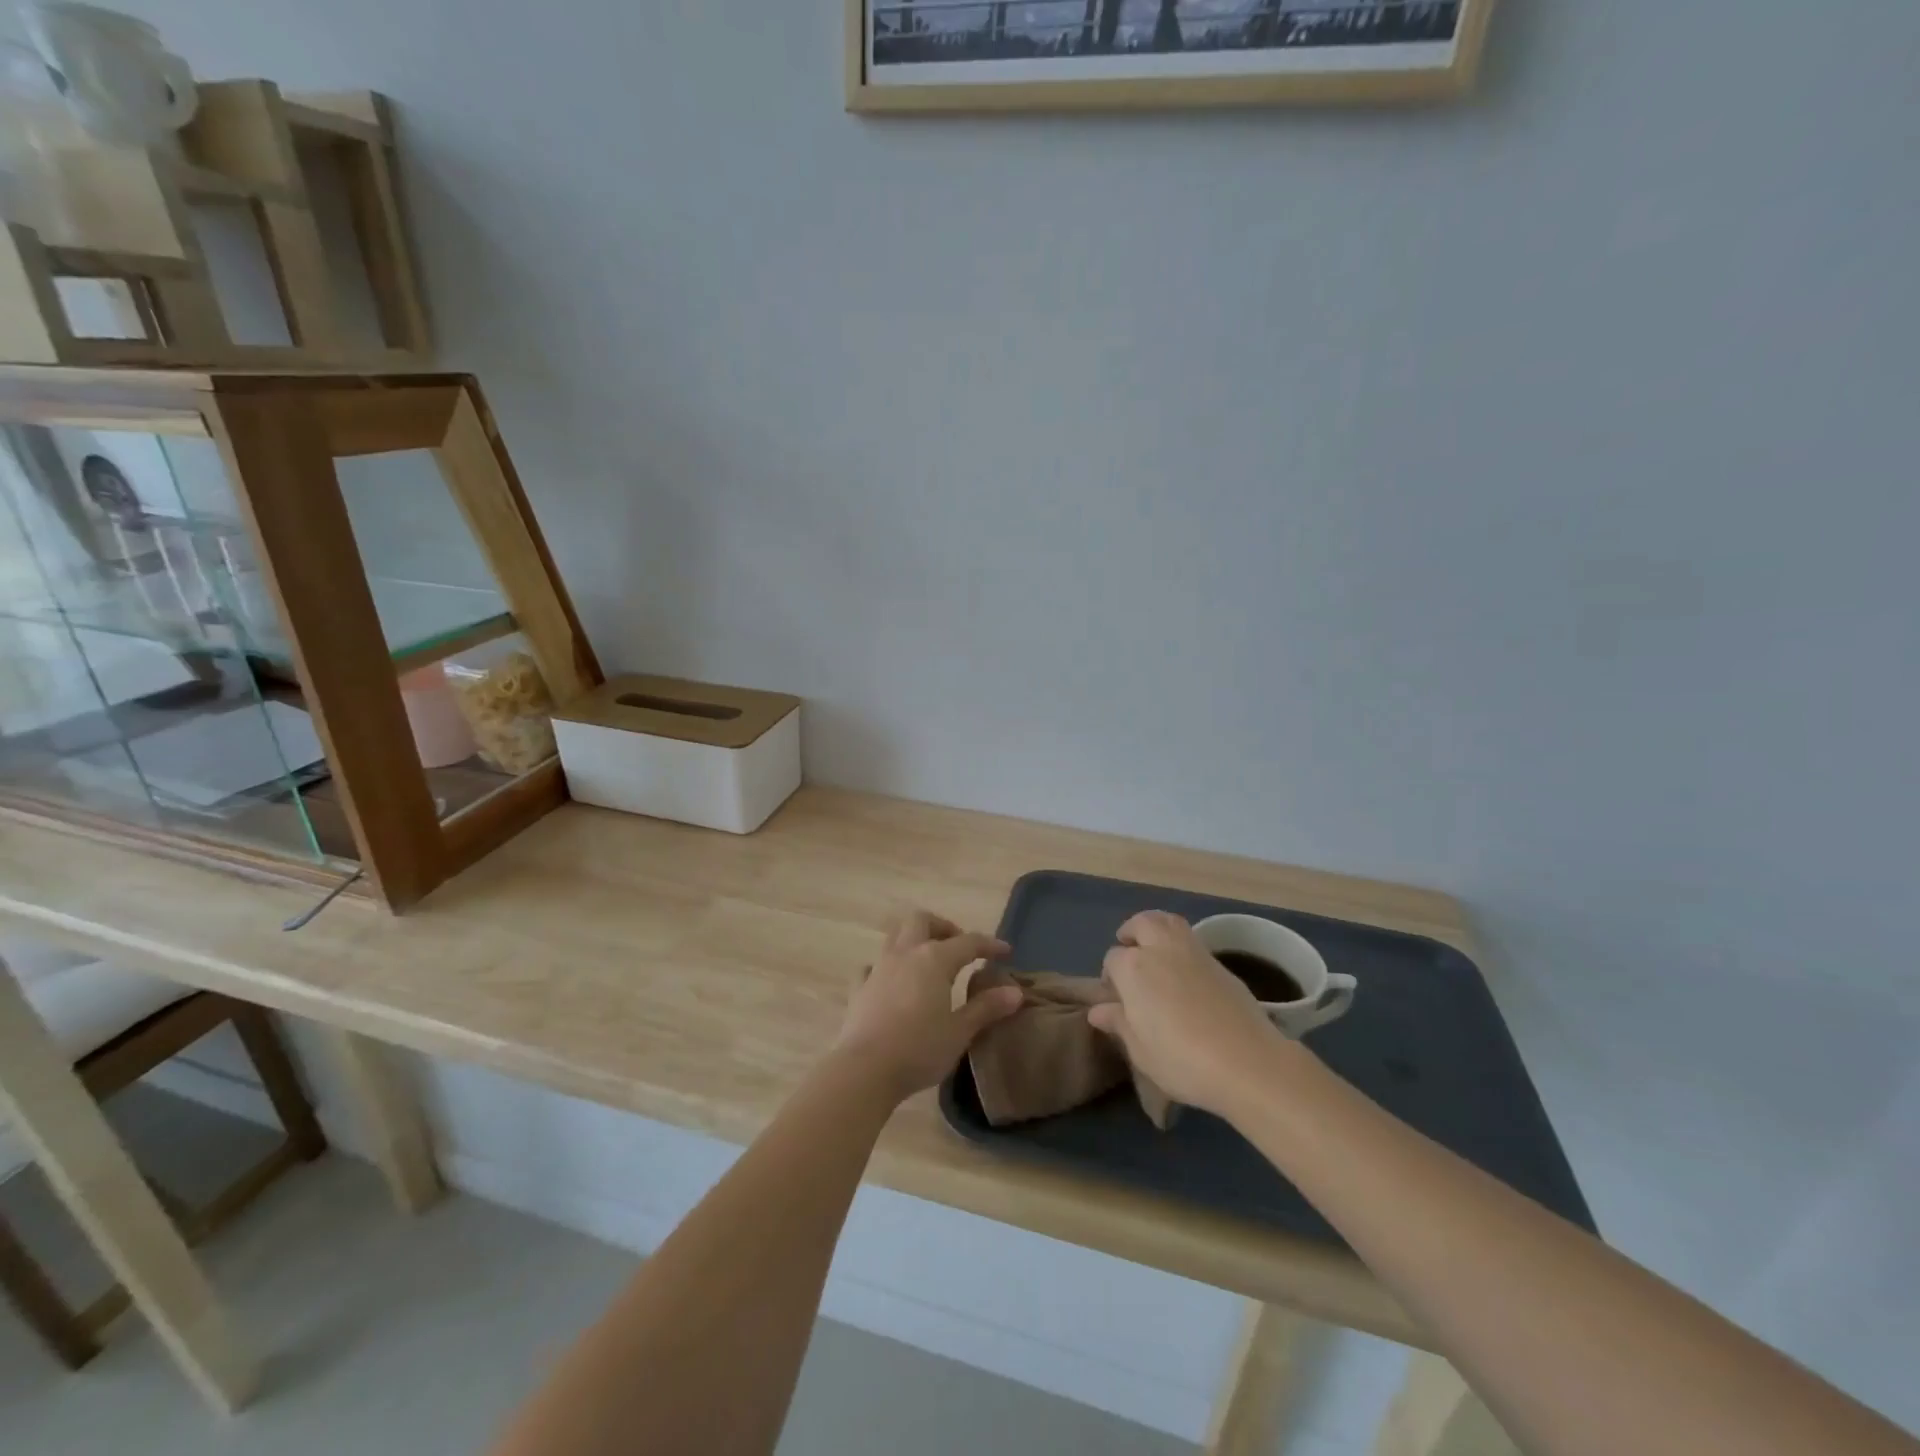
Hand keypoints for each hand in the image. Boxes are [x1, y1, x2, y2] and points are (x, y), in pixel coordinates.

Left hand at [834, 910, 1024, 1103]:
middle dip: (943, 927)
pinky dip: (885, 968)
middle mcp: (905, 954)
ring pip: (895, 936)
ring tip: (928, 961)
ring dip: (914, 939)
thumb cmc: (919, 1050)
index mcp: (934, 959)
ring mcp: (878, 969)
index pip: (968, 942)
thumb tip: (1014, 992)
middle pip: (922, 921)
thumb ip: (986, 1008)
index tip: (1005, 952)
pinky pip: (872, 966)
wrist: (864, 1070)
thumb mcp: (960, 1032)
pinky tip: (891, 983)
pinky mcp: (859, 989)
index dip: (989, 945)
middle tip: (958, 947)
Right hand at [1091, 910, 1292, 1118]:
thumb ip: (1119, 1023)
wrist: (1248, 1063)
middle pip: (1141, 924)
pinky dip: (1181, 946)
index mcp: (1133, 968)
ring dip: (1157, 928)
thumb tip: (1098, 1010)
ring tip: (1154, 950)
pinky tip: (1184, 973)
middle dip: (1131, 933)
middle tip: (1129, 951)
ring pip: (1169, 922)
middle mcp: (1160, 949)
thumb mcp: (1140, 1051)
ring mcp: (1193, 952)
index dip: (1111, 976)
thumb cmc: (1182, 1060)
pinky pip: (1193, 940)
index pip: (1112, 959)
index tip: (1116, 997)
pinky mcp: (1220, 963)